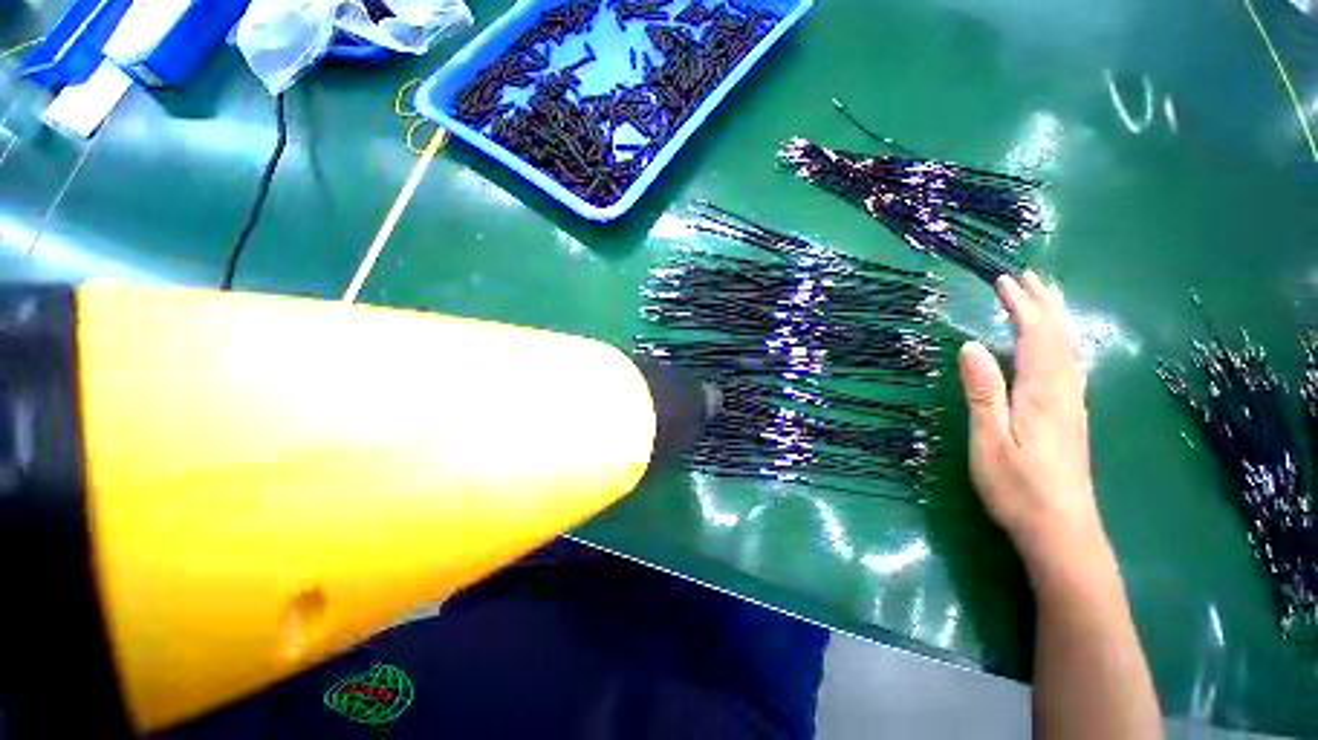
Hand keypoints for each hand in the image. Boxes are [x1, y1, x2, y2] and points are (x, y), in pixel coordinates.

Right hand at [958, 273, 1108, 576]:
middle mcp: (1065, 392)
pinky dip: (1061, 344)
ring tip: (1045, 299)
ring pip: (1069, 350)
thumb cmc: (1018, 487)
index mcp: (1043, 393)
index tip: (1004, 281)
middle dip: (1044, 304)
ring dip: (1056, 320)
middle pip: (1059, 337)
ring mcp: (1073, 406)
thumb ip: (984, 392)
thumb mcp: (990, 440)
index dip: (1021, 306)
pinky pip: (1070, 367)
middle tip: (1030, 276)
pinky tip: (1057, 347)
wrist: (1062, 531)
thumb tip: (972, 346)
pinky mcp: (1072, 418)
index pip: (1035, 336)